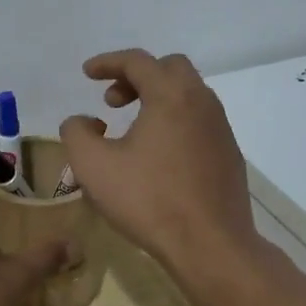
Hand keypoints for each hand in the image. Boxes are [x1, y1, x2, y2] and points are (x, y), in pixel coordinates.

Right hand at [60, 49, 259, 276]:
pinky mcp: (229, 154)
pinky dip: (174, 120)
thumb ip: (76, 133)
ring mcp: (220, 128)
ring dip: (157, 99)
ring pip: (188, 95)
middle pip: (169, 69)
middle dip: (136, 77)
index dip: (107, 62)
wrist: (211, 245)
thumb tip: (81, 121)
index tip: (87, 73)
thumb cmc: (149, 200)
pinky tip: (157, 154)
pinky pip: (198, 121)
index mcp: (171, 96)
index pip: (137, 61)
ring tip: (131, 129)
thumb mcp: (93, 166)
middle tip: (112, 102)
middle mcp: (201, 102)